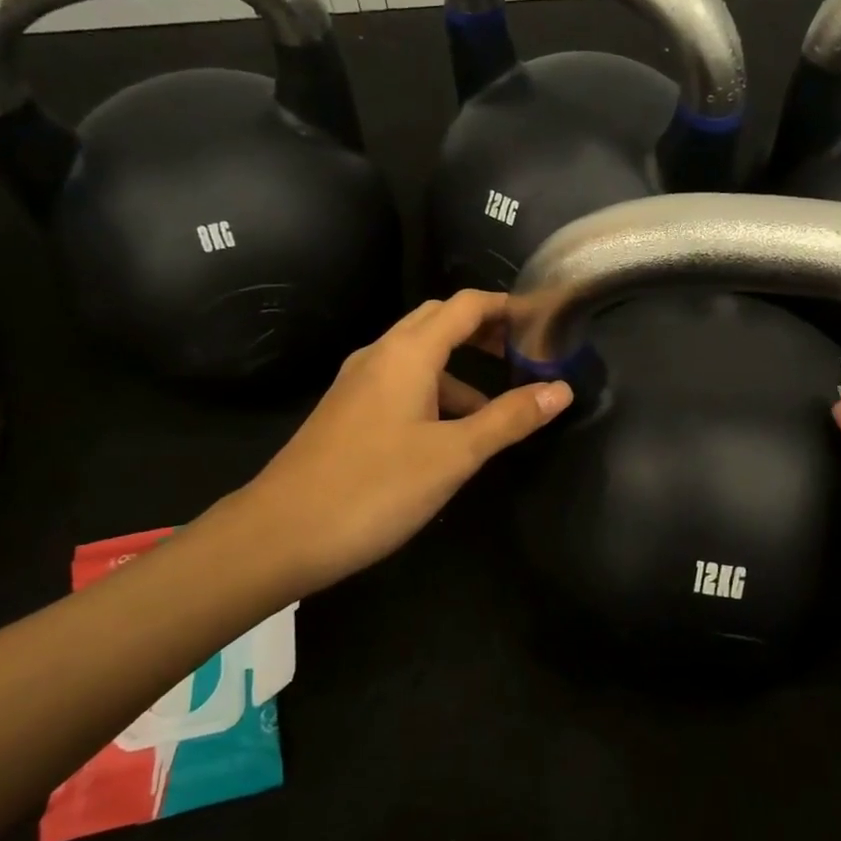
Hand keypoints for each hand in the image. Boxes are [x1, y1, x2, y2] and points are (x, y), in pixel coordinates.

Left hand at [203, 291, 572, 598]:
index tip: (544, 322)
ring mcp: (358, 384)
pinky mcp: (347, 412)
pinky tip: (449, 435)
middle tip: (525, 353)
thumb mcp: (454, 455)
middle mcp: (380, 356)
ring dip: (460, 368)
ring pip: (418, 356)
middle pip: (439, 321)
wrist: (279, 534)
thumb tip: (561, 390)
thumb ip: (509, 419)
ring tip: (498, 406)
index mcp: (407, 353)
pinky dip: (434, 393)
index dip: (506, 307)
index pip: (465, 306)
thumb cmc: (374, 488)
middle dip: (484, 330)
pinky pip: (400, 384)